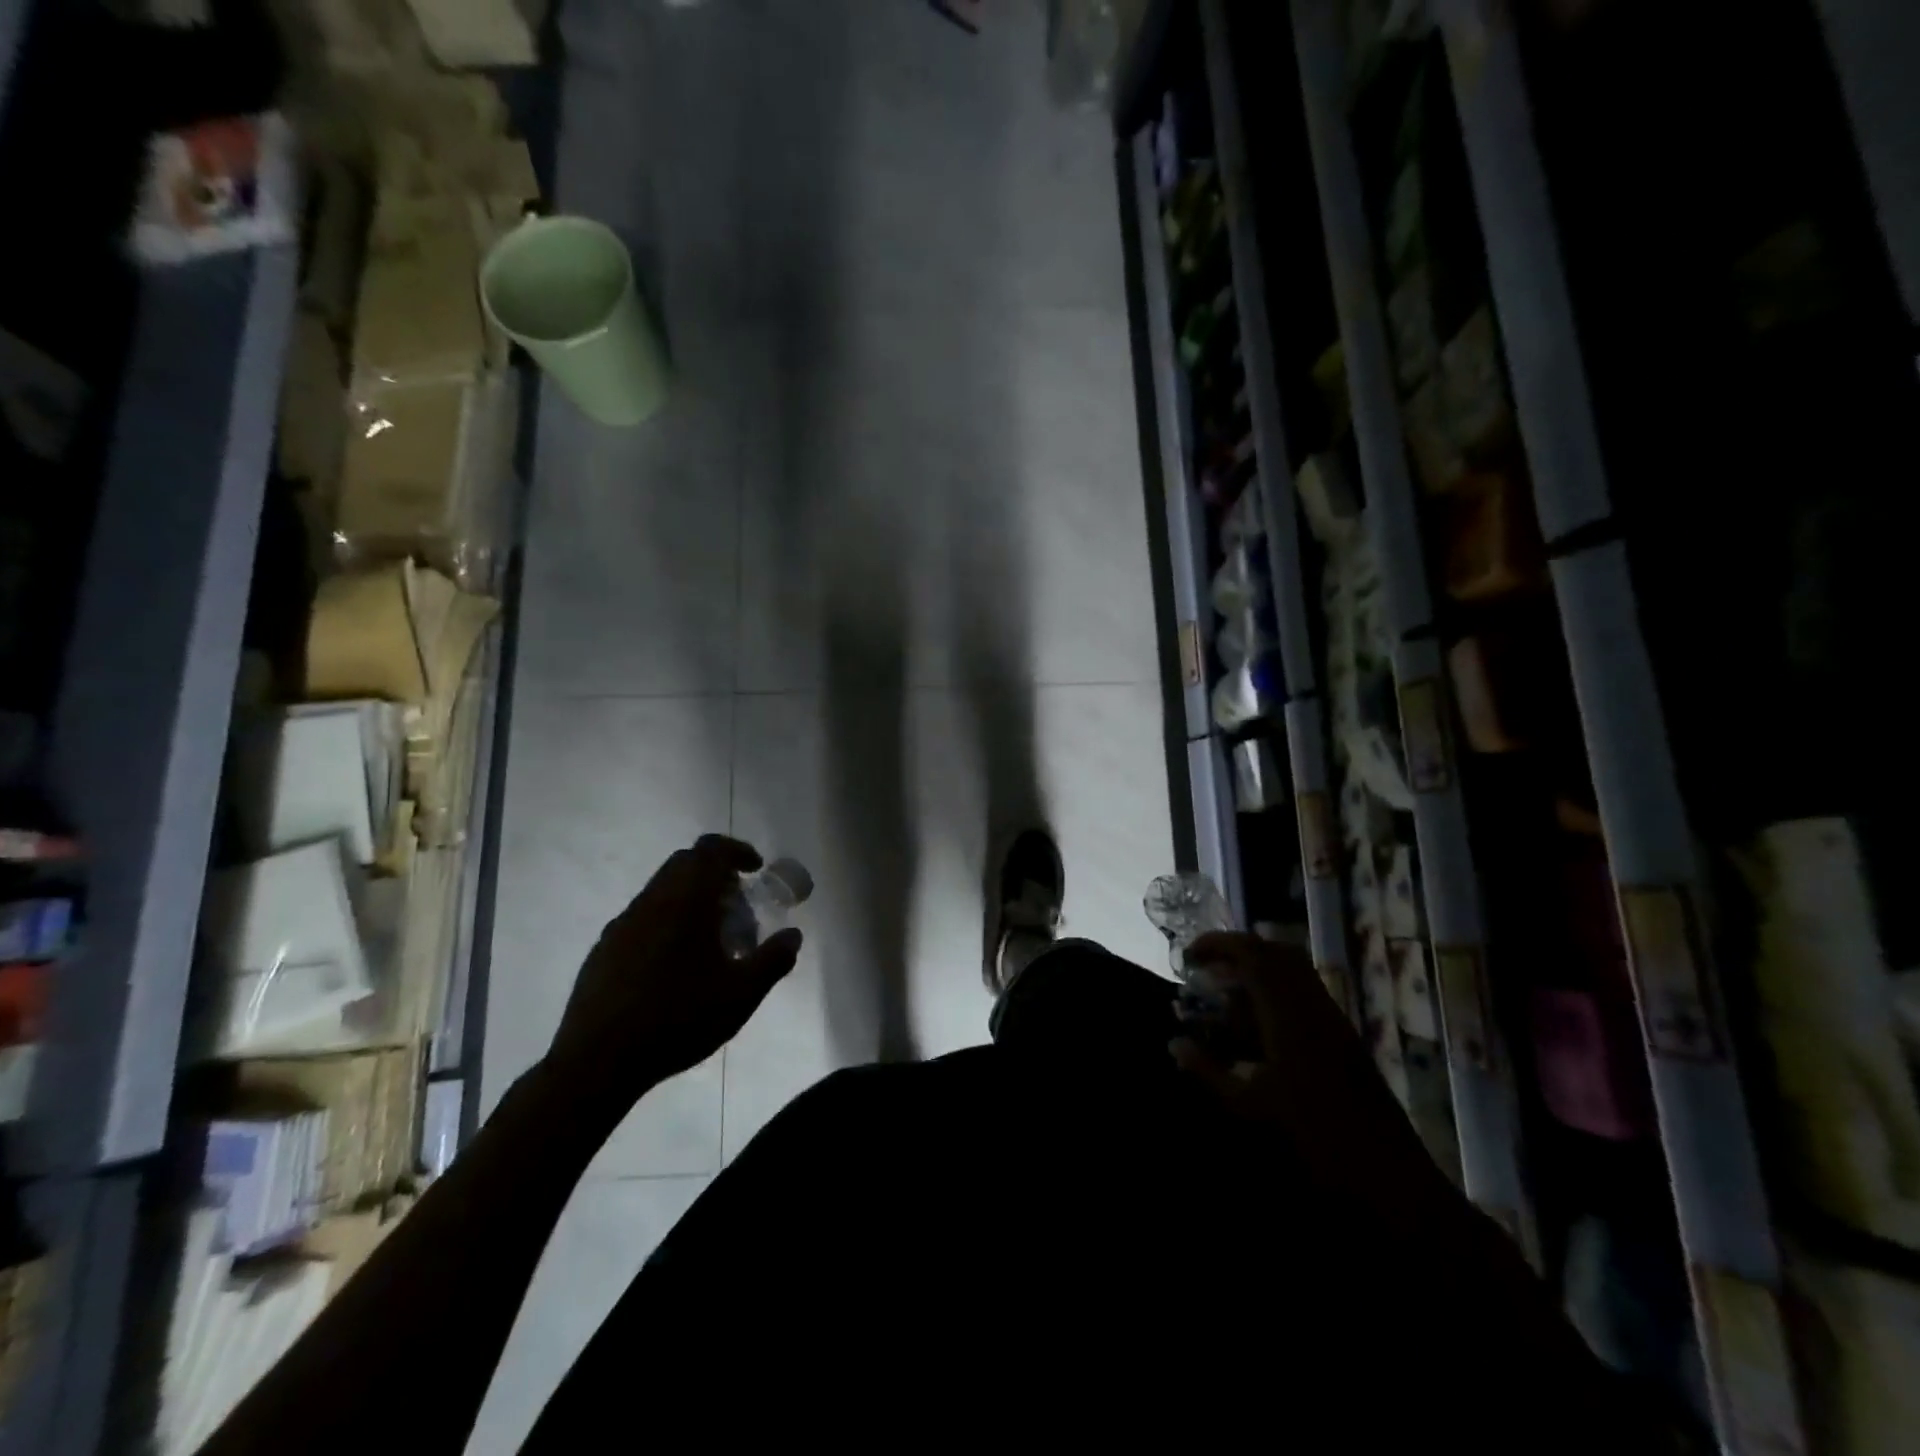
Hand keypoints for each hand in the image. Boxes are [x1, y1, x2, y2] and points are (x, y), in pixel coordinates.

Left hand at [540, 835, 801, 1126]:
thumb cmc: (678, 1019)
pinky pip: (643, 919)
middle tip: (739, 906)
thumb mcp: (741, 995)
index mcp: (685, 901)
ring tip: (712, 941)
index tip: (755, 869)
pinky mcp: (604, 950)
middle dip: (716, 875)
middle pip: (684, 864)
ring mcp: (622, 925)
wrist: (596, 1063)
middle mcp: (651, 901)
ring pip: (662, 891)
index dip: (736, 851)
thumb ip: (772, 960)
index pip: (710, 850)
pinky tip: (677, 966)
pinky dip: (667, 923)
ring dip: (691, 900)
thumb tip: (793, 936)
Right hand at [1170, 932, 1448, 1225]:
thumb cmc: (1313, 1137)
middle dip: (1238, 952)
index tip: (1189, 956)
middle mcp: (1313, 1005)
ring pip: (1294, 972)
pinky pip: (1305, 993)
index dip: (1218, 945)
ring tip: (1227, 993)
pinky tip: (1257, 1023)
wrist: (1389, 1175)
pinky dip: (1276, 992)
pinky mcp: (1344, 1036)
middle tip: (1207, 969)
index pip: (1252, 954)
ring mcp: (1333, 1019)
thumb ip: (1207, 1070)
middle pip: (1276, 953)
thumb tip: (1175, 1044)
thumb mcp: (1248, 1105)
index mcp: (1288, 1012)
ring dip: (1258, 971)